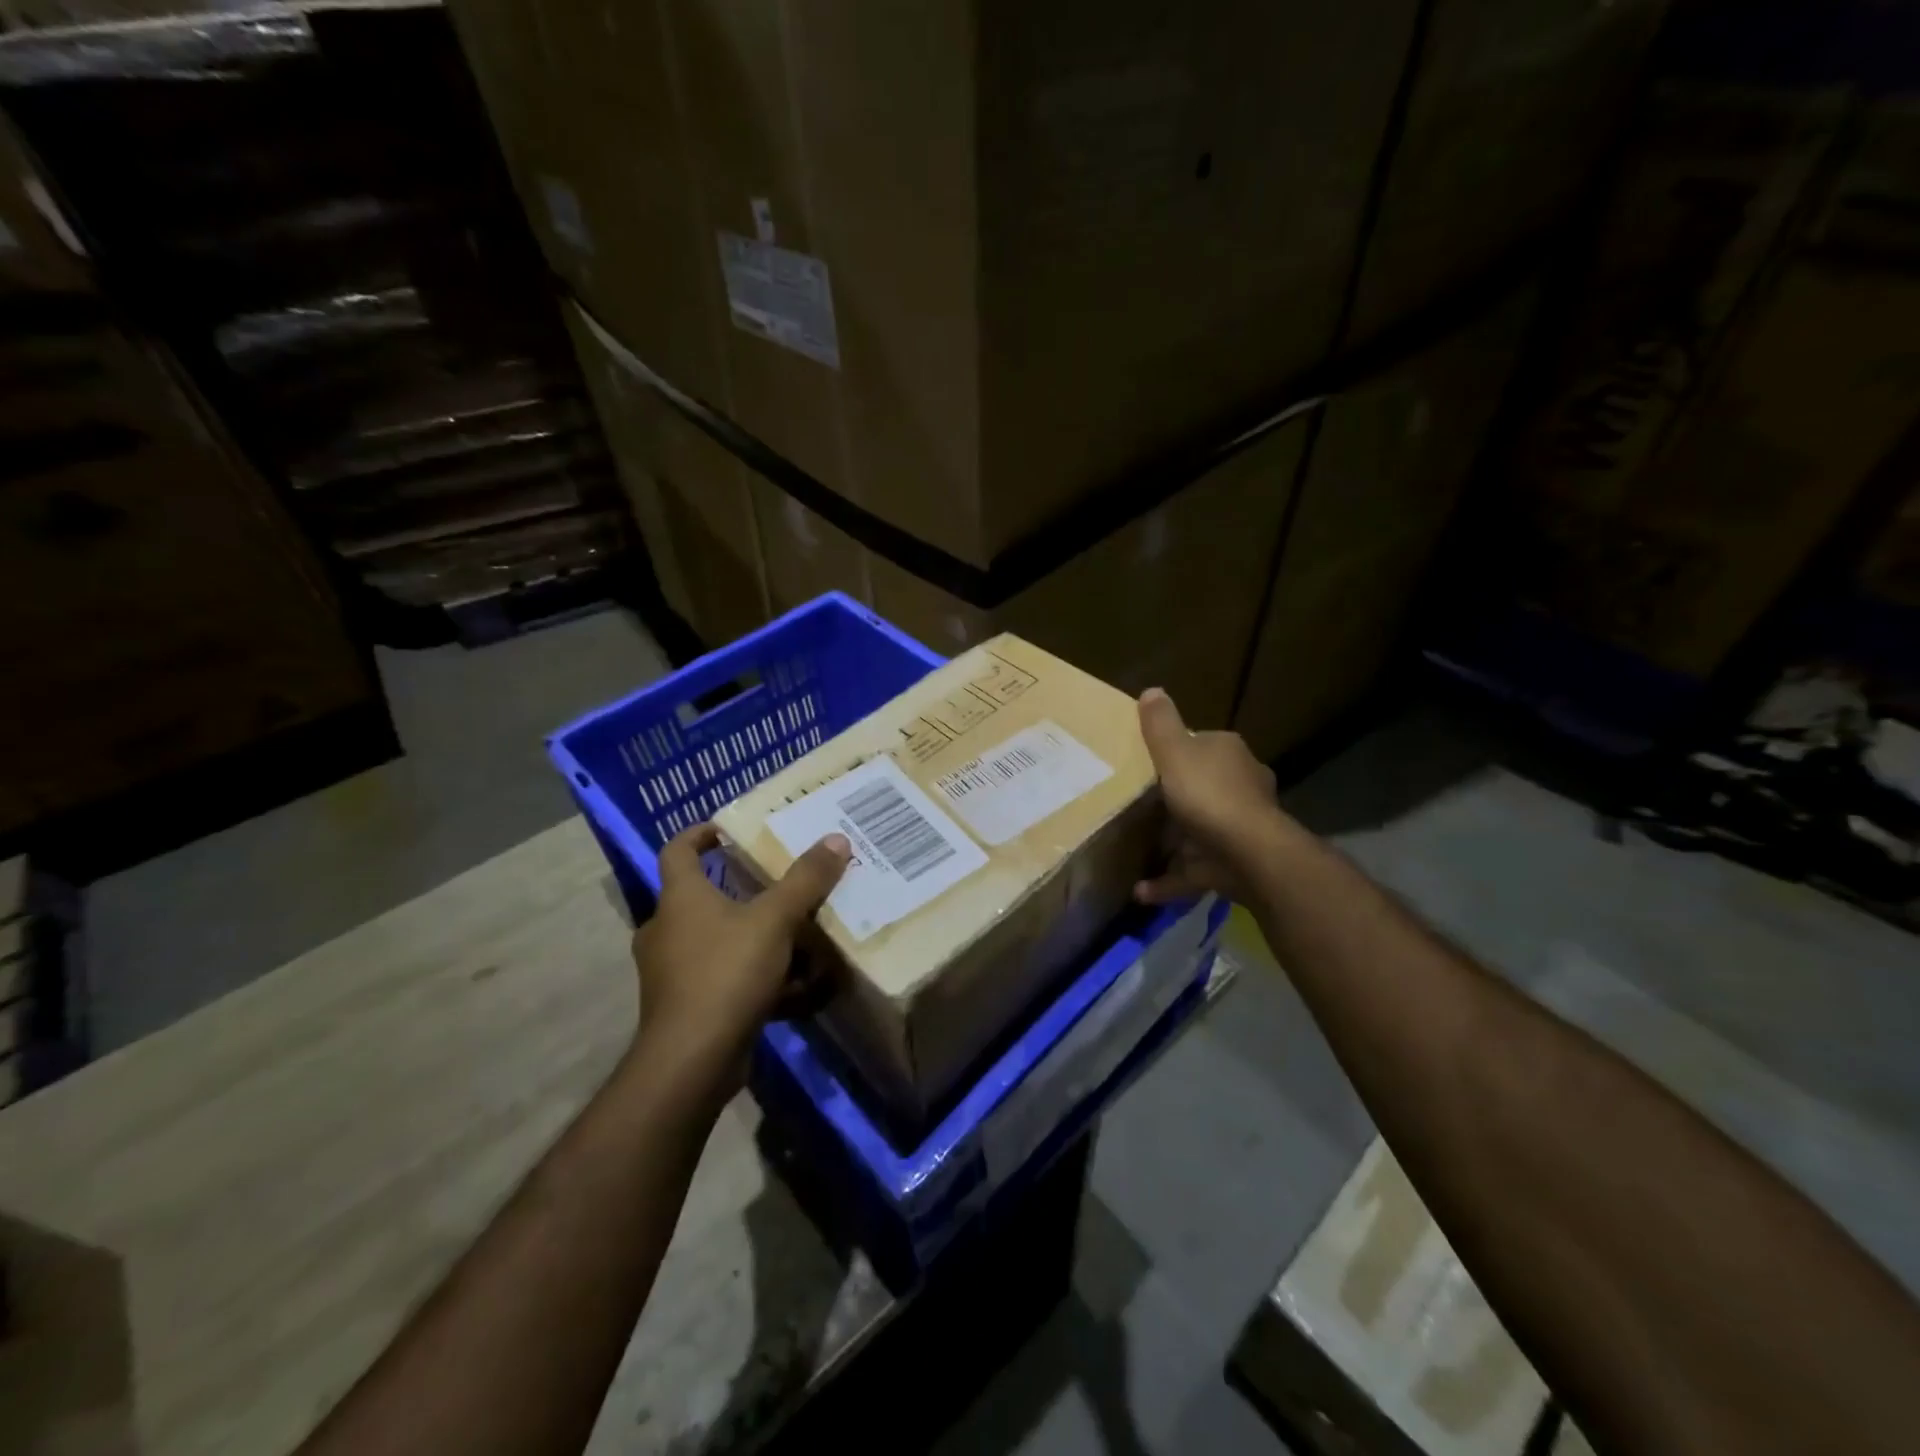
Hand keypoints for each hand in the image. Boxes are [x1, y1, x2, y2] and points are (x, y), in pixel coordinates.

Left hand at [630, 823, 850, 1086]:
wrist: (692, 1061)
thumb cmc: (726, 973)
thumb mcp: (775, 920)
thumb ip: (806, 880)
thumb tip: (836, 839)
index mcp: (680, 898)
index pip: (677, 851)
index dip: (698, 834)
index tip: (725, 829)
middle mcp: (666, 930)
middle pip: (699, 897)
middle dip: (738, 890)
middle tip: (775, 884)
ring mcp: (671, 972)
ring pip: (714, 941)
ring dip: (750, 936)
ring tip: (792, 935)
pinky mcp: (684, 1007)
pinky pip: (722, 978)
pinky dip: (752, 977)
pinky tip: (792, 987)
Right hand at [1135, 687, 1290, 905]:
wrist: (1249, 854)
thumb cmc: (1209, 795)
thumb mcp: (1175, 751)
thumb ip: (1160, 724)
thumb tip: (1152, 690)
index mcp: (1229, 754)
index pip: (1202, 744)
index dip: (1177, 751)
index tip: (1149, 762)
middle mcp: (1242, 786)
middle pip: (1205, 787)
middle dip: (1179, 797)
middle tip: (1141, 806)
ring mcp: (1241, 828)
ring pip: (1203, 830)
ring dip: (1176, 841)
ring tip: (1140, 847)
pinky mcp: (1232, 864)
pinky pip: (1194, 871)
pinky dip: (1169, 880)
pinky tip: (1140, 890)